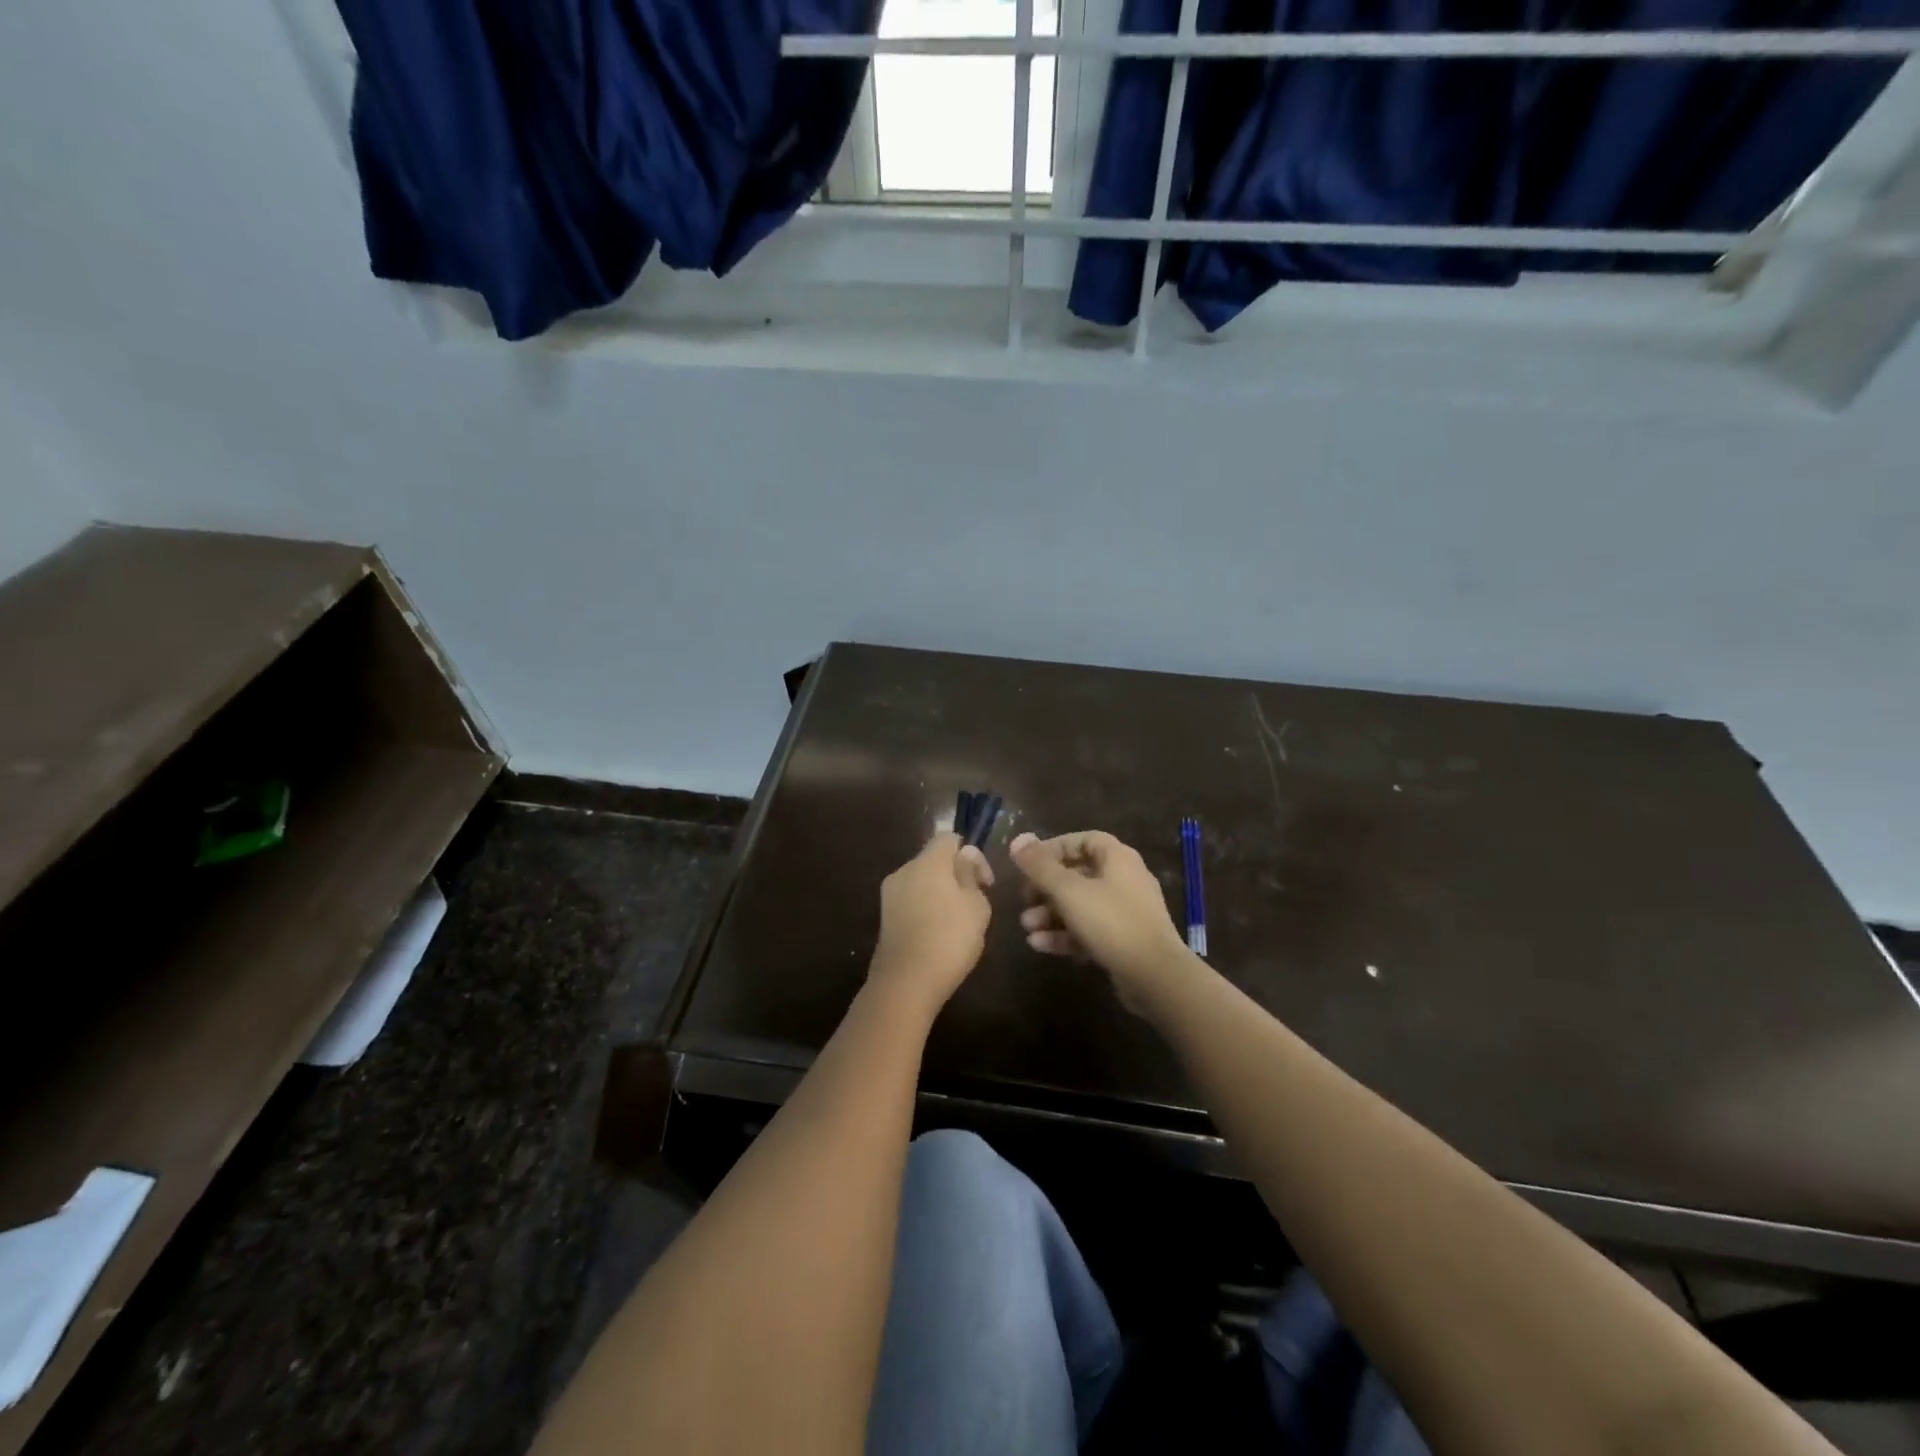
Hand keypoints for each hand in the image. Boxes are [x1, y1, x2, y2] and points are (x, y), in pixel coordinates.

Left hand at [869, 833, 994, 1012]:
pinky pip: (911, 902)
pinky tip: (939, 935)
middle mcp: (904, 871)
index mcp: (928, 862)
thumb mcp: (976, 906)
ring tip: (959, 923)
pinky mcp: (884, 918)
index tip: (985, 882)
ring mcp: (890, 895)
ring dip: (941, 893)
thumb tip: (964, 857)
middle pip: (934, 860)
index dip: (971, 853)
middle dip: (956, 876)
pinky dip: (926, 909)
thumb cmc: (949, 939)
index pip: (949, 838)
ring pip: (922, 882)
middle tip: (976, 904)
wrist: (905, 983)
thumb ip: (971, 875)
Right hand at [1010, 830, 1191, 1009]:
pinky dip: (1065, 934)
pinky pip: (1089, 930)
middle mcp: (1124, 880)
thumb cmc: (1111, 922)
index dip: (1053, 848)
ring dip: (1050, 914)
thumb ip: (1040, 866)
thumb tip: (1017, 839)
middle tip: (1023, 900)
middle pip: (1077, 874)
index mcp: (1117, 858)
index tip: (1028, 863)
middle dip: (1045, 888)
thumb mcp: (1069, 891)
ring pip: (1080, 905)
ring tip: (1027, 927)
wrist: (1155, 976)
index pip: (1082, 840)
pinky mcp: (1123, 941)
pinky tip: (1039, 945)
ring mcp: (1125, 912)